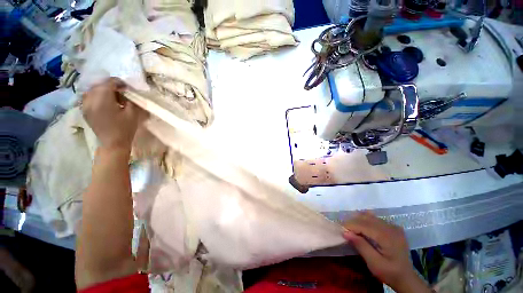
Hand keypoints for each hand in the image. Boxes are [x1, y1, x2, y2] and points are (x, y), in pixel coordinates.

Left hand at [82, 78, 144, 151]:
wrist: (113, 143)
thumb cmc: (125, 128)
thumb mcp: (132, 113)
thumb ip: (129, 99)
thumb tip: (126, 92)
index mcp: (103, 99)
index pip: (109, 82)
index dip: (119, 82)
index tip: (127, 87)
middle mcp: (90, 99)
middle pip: (99, 85)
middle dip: (111, 86)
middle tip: (121, 92)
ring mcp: (85, 105)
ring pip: (92, 90)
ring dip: (102, 90)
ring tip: (112, 97)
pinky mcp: (84, 110)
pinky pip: (88, 97)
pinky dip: (96, 95)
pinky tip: (104, 101)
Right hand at [343, 212, 431, 292]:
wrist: (406, 277)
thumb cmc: (390, 272)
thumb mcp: (374, 263)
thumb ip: (361, 246)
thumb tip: (345, 232)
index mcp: (387, 236)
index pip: (364, 225)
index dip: (350, 225)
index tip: (340, 229)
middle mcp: (390, 227)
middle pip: (366, 218)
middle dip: (352, 221)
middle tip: (344, 229)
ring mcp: (393, 226)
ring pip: (370, 216)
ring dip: (358, 219)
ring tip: (351, 227)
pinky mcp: (393, 227)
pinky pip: (375, 219)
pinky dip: (365, 220)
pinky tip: (361, 226)